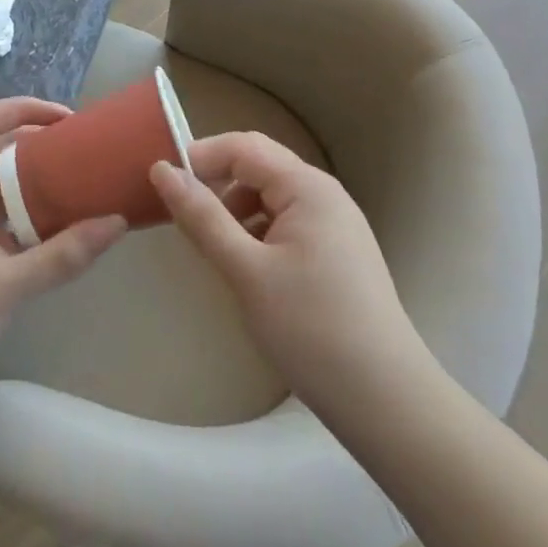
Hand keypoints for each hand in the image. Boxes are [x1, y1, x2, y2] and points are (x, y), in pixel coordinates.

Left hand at [0, 98, 127, 417]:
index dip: (21, 108)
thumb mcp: (7, 286)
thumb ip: (62, 255)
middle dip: (34, 141)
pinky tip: (53, 228)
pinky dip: (23, 210)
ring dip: (30, 177)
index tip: (64, 118)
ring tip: (74, 182)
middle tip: (79, 150)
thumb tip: (116, 222)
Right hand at [152, 132, 423, 414]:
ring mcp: (336, 224)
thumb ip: (202, 218)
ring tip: (214, 248)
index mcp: (307, 187)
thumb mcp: (246, 271)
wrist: (385, 400)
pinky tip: (248, 269)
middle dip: (218, 184)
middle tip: (182, 217)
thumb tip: (162, 170)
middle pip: (260, 168)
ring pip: (272, 198)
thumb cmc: (311, 328)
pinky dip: (259, 233)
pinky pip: (288, 223)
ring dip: (237, 210)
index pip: (244, 147)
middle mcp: (325, 194)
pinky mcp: (338, 253)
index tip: (162, 184)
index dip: (201, 157)